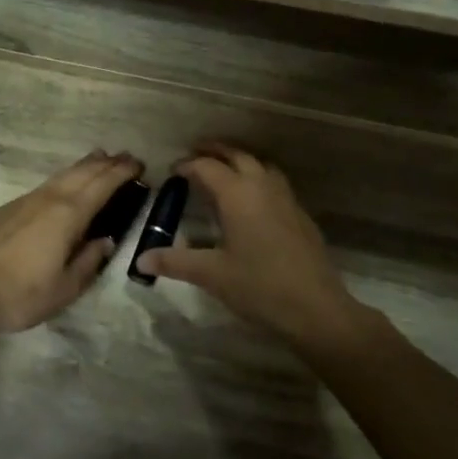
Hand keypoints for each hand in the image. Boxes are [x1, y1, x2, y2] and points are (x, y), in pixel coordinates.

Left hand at [0, 151, 142, 335]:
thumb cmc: (18, 295)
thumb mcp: (64, 289)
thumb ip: (89, 261)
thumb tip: (106, 240)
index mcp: (68, 215)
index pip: (102, 185)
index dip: (122, 173)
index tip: (139, 165)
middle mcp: (49, 199)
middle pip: (83, 173)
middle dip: (107, 164)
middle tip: (126, 158)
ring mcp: (25, 201)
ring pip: (62, 175)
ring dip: (85, 166)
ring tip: (100, 159)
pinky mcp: (8, 208)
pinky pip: (47, 184)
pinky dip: (65, 177)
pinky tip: (64, 184)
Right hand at [135, 143, 366, 347]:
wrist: (316, 308)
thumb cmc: (259, 286)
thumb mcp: (211, 274)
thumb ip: (175, 262)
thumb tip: (142, 259)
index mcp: (238, 194)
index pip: (207, 167)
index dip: (187, 165)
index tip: (172, 171)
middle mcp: (262, 186)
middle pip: (237, 155)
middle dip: (214, 150)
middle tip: (195, 153)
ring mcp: (285, 198)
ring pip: (260, 165)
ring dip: (239, 160)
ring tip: (223, 170)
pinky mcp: (300, 214)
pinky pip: (274, 182)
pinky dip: (257, 178)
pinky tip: (252, 201)